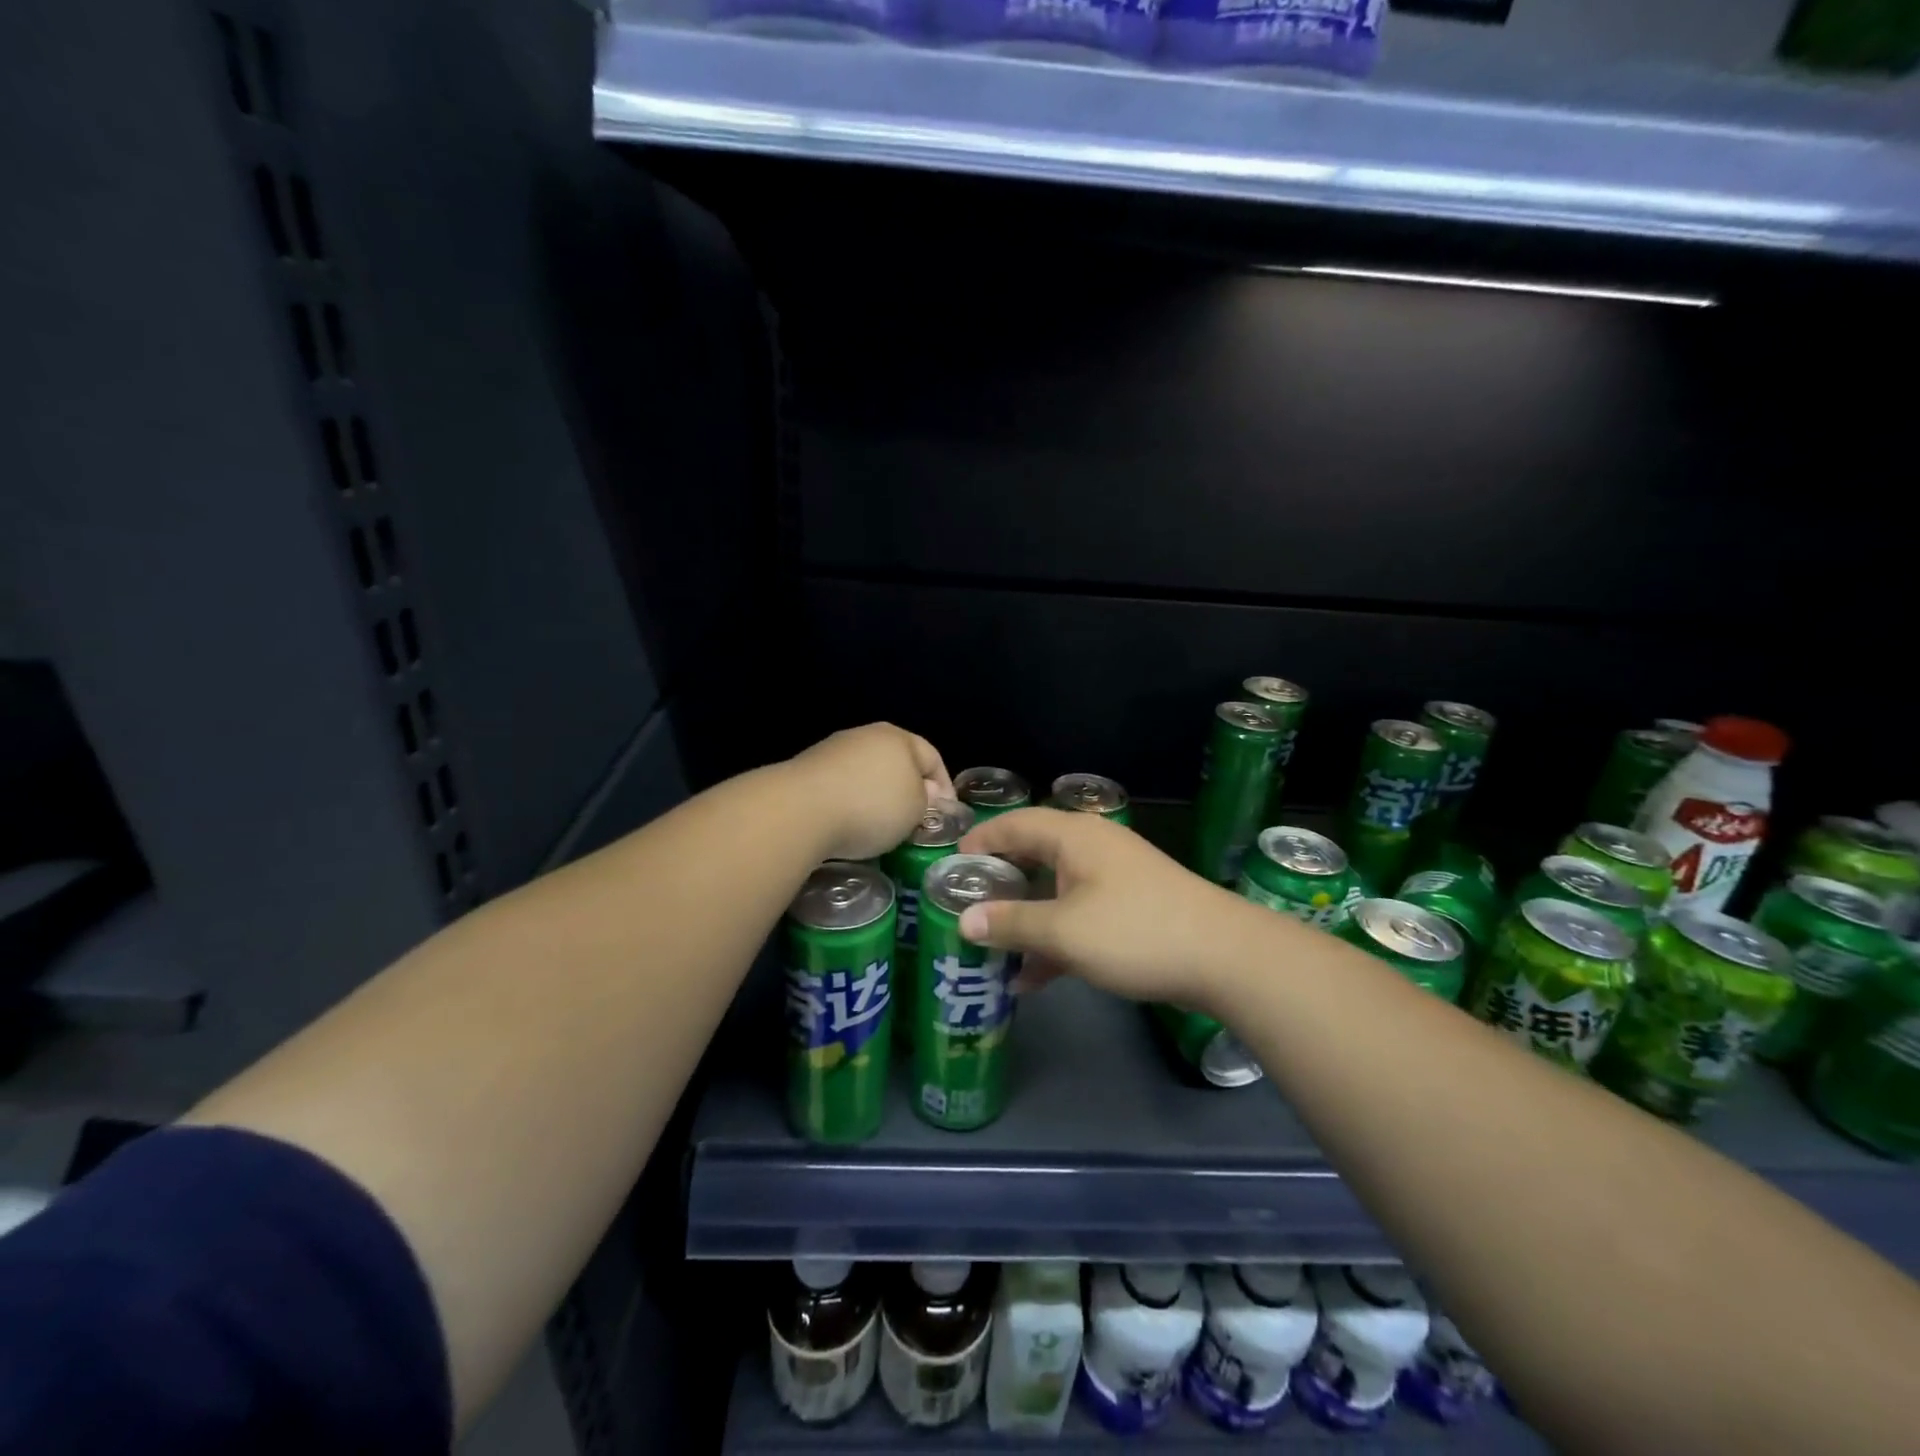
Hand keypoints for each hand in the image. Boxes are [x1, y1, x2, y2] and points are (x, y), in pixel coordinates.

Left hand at [784, 724, 953, 862]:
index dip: (945, 786)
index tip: (947, 814)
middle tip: (915, 821)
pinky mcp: (807, 771)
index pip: (932, 757)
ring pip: (867, 775)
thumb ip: (927, 800)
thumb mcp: (916, 809)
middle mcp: (865, 735)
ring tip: (880, 828)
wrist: (800, 810)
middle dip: (909, 791)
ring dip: (877, 798)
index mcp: (898, 737)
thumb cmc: (872, 806)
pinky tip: (848, 826)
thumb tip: (925, 794)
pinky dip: (850, 804)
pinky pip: (841, 787)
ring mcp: (833, 751)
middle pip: (897, 763)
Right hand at [955, 808, 1259, 1009]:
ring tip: (988, 948)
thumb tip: (964, 920)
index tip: (948, 868)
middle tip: (962, 907)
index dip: (979, 841)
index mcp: (1073, 836)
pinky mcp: (1129, 908)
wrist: (1224, 957)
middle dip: (997, 883)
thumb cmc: (1135, 931)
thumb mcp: (1064, 931)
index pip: (1013, 824)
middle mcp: (1091, 848)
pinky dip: (1054, 939)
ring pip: (1053, 891)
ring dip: (1023, 918)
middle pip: (1032, 856)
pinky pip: (1077, 915)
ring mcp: (1112, 878)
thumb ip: (1011, 924)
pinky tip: (1031, 978)